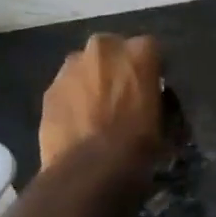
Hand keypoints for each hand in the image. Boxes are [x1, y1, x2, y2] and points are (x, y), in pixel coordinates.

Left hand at [39, 33, 165, 168]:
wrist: (91, 168)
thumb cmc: (140, 141)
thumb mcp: (166, 118)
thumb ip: (160, 98)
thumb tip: (156, 100)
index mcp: (139, 51)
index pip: (150, 49)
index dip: (150, 68)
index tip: (152, 86)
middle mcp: (103, 48)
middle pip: (113, 50)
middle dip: (117, 67)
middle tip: (123, 94)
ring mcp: (71, 67)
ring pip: (86, 67)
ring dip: (93, 80)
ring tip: (98, 109)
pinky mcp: (49, 89)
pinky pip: (67, 88)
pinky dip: (73, 98)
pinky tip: (80, 121)